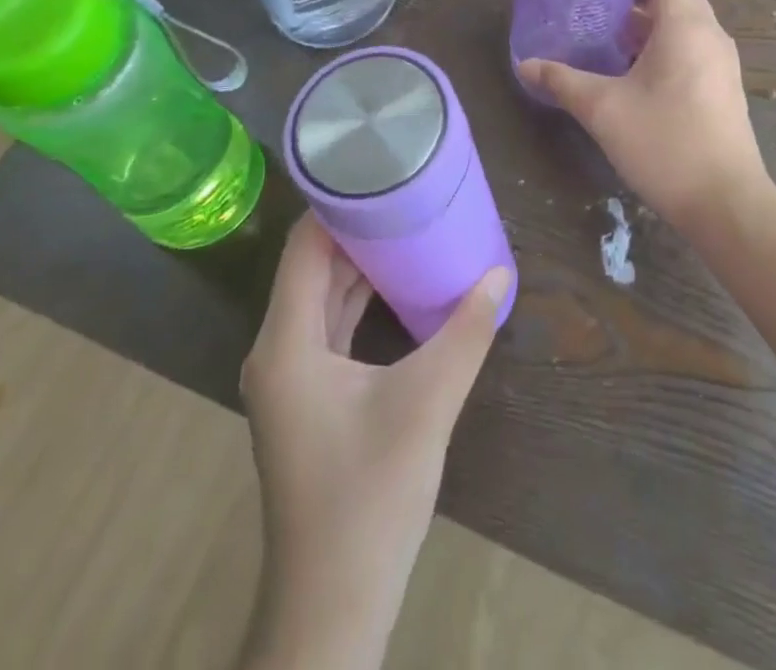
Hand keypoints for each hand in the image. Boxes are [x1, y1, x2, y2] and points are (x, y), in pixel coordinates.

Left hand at [238, 213, 511, 669]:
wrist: (333, 604)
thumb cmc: (369, 497)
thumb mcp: (427, 404)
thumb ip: (465, 333)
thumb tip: (498, 272)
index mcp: (286, 342)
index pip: (304, 246)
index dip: (338, 204)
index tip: (381, 170)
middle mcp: (278, 349)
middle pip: (312, 266)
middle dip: (357, 228)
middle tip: (407, 192)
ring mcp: (290, 377)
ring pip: (321, 297)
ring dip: (360, 264)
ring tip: (408, 225)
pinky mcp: (309, 397)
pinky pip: (330, 327)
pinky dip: (360, 300)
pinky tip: (399, 286)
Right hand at [518, 0, 768, 233]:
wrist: (725, 204)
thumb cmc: (664, 143)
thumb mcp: (603, 110)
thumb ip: (563, 81)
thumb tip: (525, 64)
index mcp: (687, 26)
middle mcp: (712, 36)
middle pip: (675, 2)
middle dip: (635, 10)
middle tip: (595, 24)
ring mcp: (723, 65)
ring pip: (684, 30)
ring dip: (649, 35)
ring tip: (608, 51)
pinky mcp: (725, 91)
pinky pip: (694, 54)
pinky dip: (666, 56)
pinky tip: (635, 84)